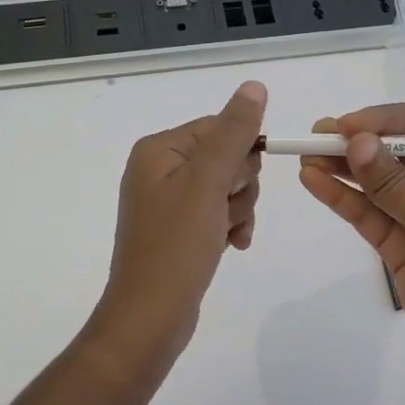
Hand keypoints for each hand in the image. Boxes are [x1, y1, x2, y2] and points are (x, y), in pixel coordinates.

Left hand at [86, 81, 266, 375]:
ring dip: (238, 209)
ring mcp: (168, 200)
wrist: (150, 318)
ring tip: (225, 234)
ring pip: (228, 186)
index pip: (218, 127)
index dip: (240, 154)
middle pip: (226, 156)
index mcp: (159, 149)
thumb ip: (234, 134)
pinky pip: (219, 212)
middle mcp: (159, 168)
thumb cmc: (176, 246)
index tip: (234, 185)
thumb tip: (254, 86)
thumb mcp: (208, 183)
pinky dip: (231, 226)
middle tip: (224, 211)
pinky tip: (232, 246)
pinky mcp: (179, 228)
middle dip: (238, 186)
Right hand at [297, 102, 404, 404]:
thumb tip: (356, 140)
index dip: (384, 121)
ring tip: (305, 155)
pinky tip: (315, 182)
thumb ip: (393, 184)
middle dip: (358, 143)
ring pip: (379, 184)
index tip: (344, 127)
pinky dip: (345, 199)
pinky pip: (371, 215)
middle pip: (398, 153)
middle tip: (314, 136)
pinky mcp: (404, 250)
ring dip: (345, 169)